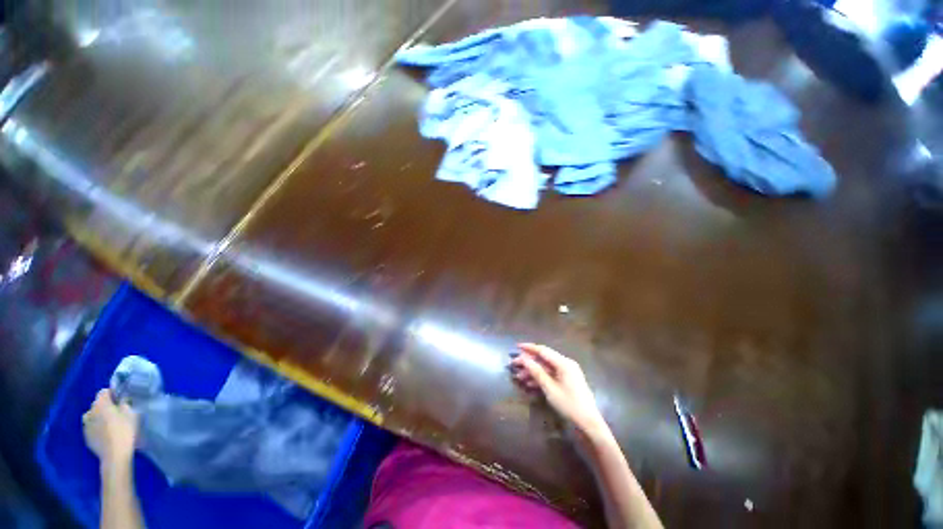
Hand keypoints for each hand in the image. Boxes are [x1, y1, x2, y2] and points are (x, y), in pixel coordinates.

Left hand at [82, 389, 138, 467]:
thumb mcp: (131, 414)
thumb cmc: (124, 430)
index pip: (104, 392)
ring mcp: (86, 425)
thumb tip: (121, 401)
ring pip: (92, 416)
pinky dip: (97, 427)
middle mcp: (90, 411)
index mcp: (100, 403)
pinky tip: (106, 434)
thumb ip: (124, 404)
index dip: (112, 394)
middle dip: (105, 406)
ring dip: (99, 417)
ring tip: (110, 424)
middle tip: (117, 413)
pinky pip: (91, 427)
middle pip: (97, 404)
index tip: (120, 400)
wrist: (115, 454)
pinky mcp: (86, 436)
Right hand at [510, 343, 610, 439]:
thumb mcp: (550, 389)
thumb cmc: (569, 405)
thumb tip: (524, 359)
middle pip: (543, 359)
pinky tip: (529, 384)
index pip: (543, 350)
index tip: (517, 347)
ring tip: (519, 377)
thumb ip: (536, 372)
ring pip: (546, 368)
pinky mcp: (567, 381)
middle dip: (528, 362)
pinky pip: (551, 375)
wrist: (589, 424)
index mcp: (564, 363)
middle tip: (514, 365)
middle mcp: (566, 364)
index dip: (529, 348)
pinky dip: (540, 378)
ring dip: (532, 371)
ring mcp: (567, 373)